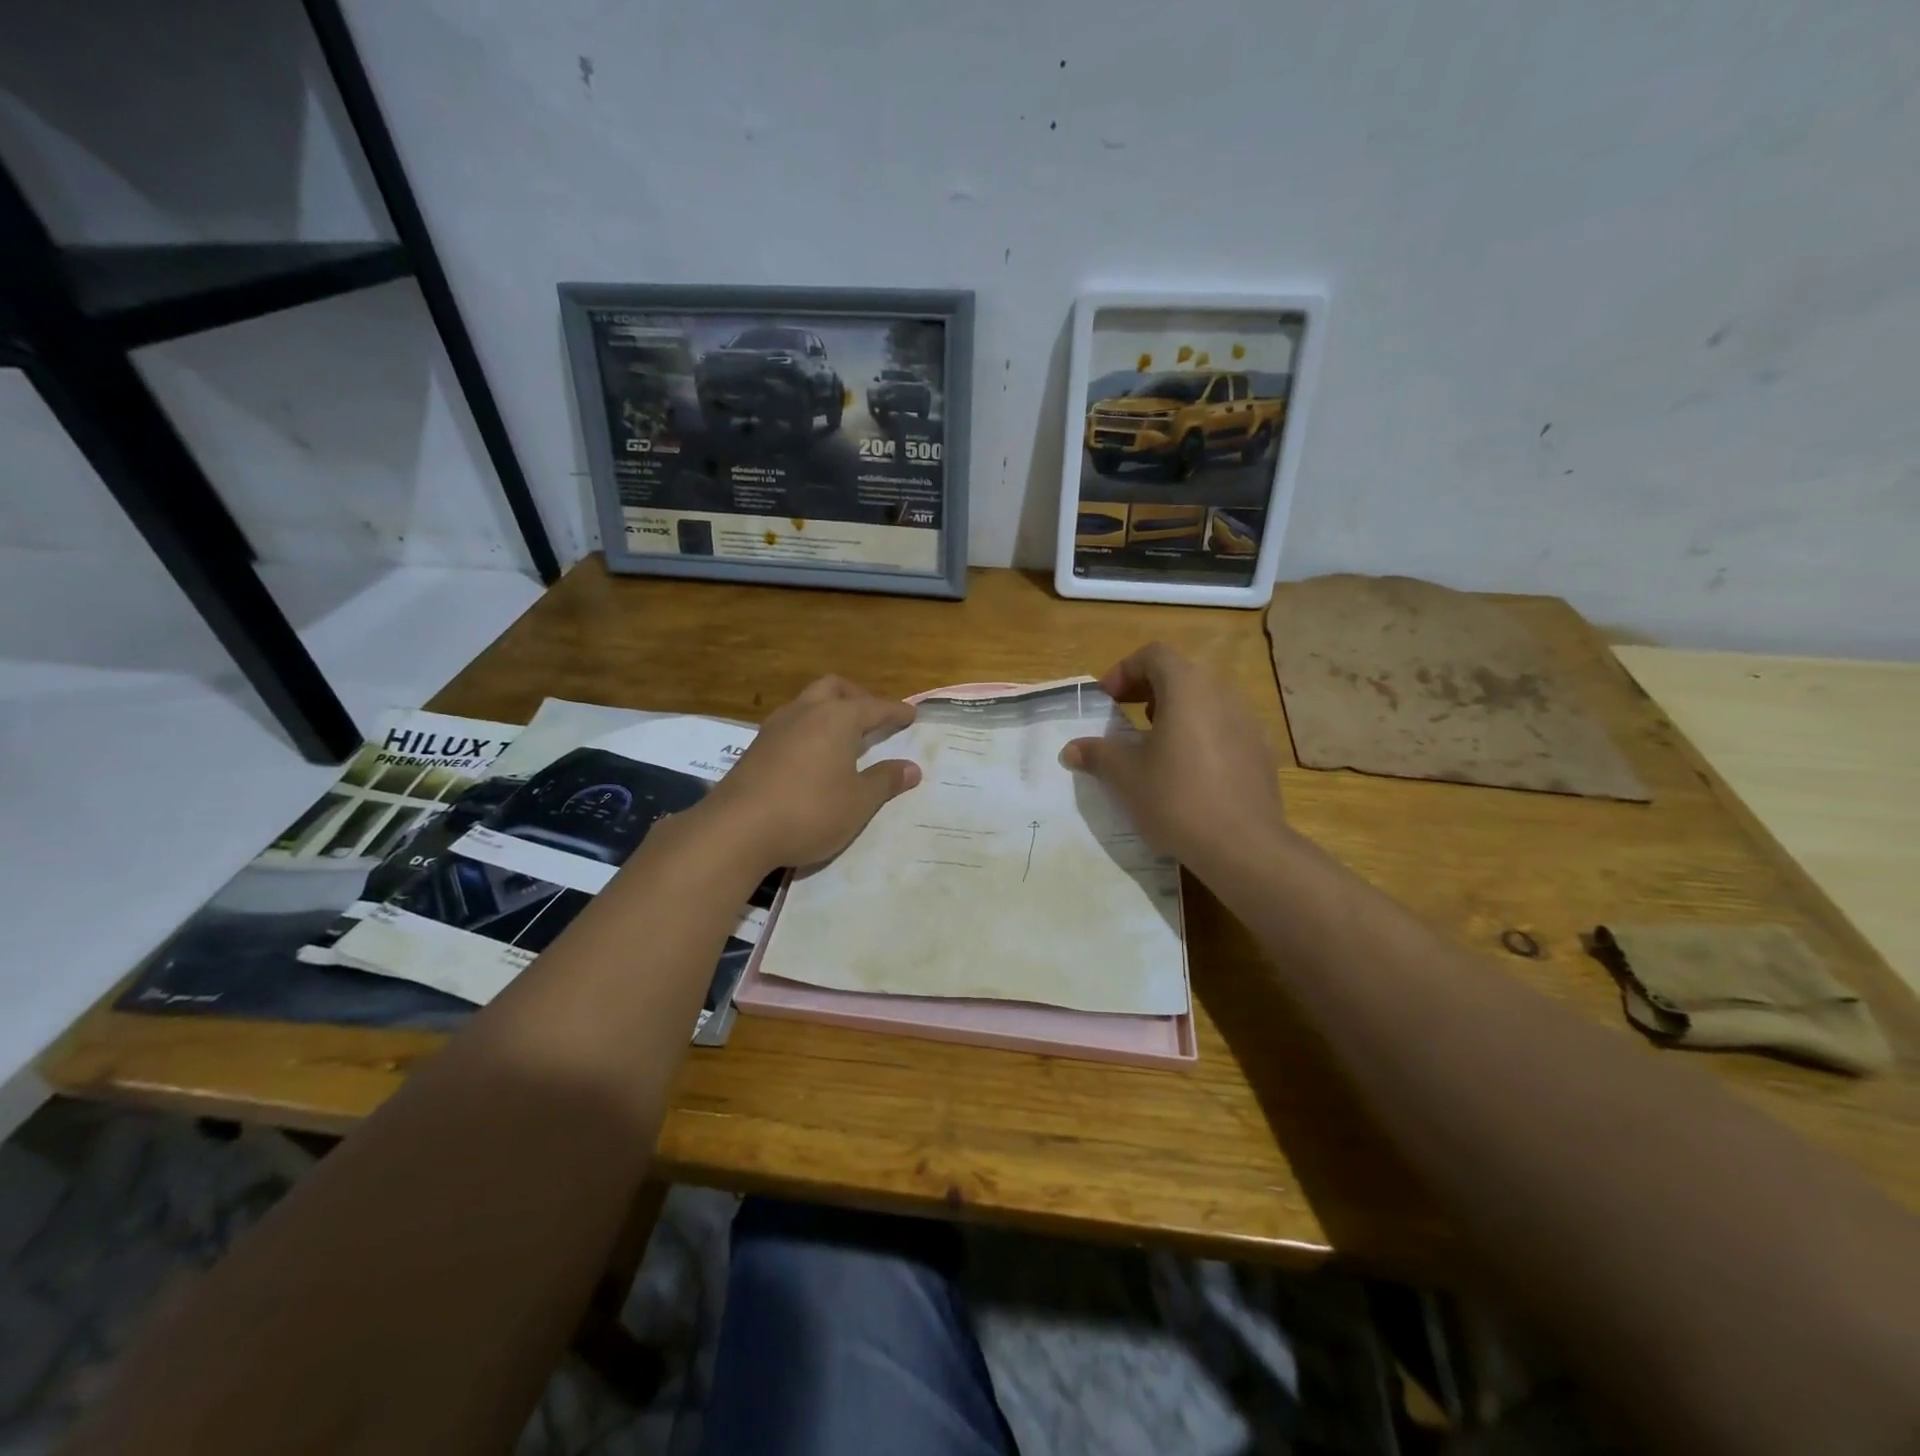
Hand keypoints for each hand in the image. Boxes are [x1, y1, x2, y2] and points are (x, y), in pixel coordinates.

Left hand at [700, 676, 920, 870]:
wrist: (737, 830)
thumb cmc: (810, 811)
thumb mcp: (859, 802)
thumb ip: (885, 781)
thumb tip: (912, 768)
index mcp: (837, 718)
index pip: (874, 707)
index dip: (895, 711)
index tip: (911, 714)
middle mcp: (805, 712)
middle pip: (834, 688)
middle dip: (856, 697)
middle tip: (872, 717)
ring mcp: (775, 727)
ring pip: (806, 703)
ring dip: (827, 711)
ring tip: (842, 737)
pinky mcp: (754, 748)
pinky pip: (789, 726)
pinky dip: (807, 731)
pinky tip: (811, 757)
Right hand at [1060, 643, 1284, 867]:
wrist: (1242, 845)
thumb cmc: (1176, 798)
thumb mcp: (1125, 776)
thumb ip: (1097, 754)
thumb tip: (1072, 749)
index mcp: (1188, 687)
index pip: (1154, 655)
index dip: (1125, 670)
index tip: (1107, 699)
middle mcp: (1223, 693)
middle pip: (1182, 673)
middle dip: (1149, 689)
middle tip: (1125, 714)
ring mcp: (1249, 721)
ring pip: (1206, 699)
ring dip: (1176, 710)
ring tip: (1155, 742)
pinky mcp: (1262, 750)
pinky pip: (1225, 726)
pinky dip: (1201, 733)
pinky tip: (1188, 769)